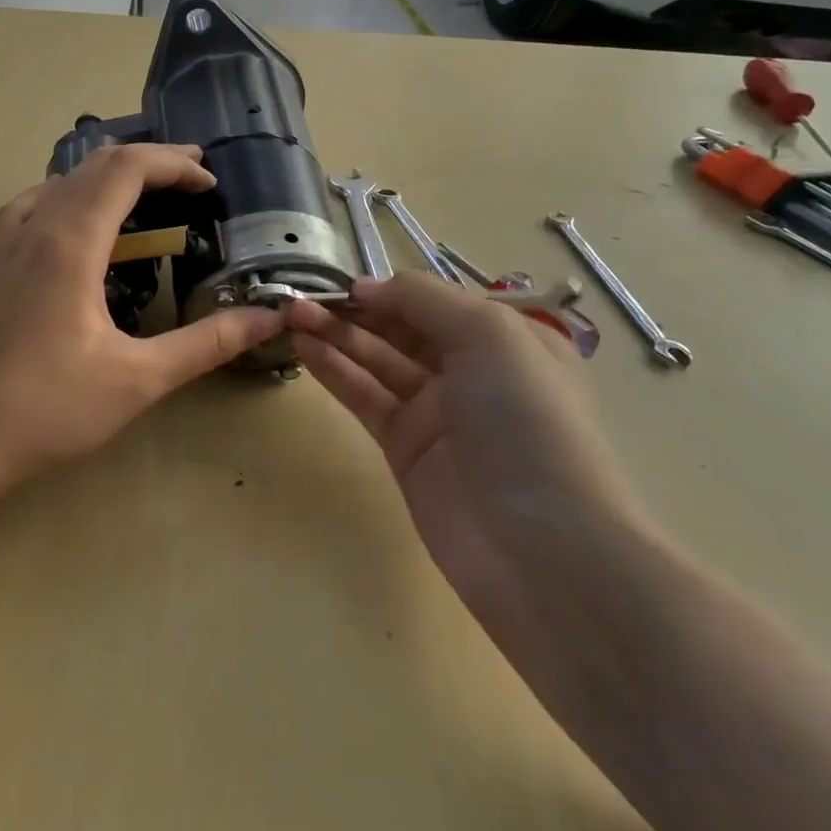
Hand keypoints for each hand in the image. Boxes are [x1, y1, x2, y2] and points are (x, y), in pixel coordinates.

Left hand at [0, 144, 284, 501]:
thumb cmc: (47, 410)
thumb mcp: (139, 380)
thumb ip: (207, 343)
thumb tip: (268, 318)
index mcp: (69, 244)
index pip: (125, 169)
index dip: (173, 165)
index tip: (210, 185)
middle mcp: (34, 229)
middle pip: (94, 166)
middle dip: (149, 162)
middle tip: (193, 179)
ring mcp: (5, 246)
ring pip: (60, 181)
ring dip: (108, 175)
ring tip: (147, 193)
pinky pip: (33, 205)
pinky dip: (69, 195)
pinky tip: (78, 224)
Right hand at [287, 275, 644, 630]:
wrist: (539, 546)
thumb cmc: (525, 420)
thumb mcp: (489, 335)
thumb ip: (423, 300)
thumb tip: (366, 287)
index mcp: (507, 338)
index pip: (437, 300)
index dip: (389, 289)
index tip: (342, 284)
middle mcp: (472, 370)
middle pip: (403, 328)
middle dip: (356, 310)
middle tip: (301, 298)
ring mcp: (436, 411)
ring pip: (377, 359)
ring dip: (336, 335)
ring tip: (291, 315)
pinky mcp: (406, 447)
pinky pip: (365, 396)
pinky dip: (335, 370)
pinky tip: (303, 348)